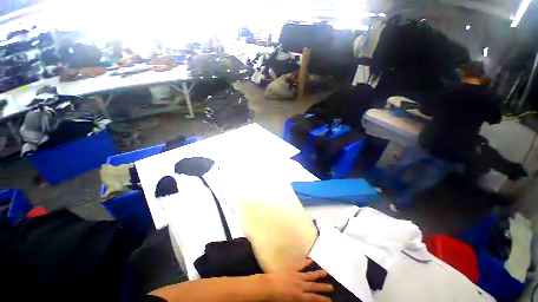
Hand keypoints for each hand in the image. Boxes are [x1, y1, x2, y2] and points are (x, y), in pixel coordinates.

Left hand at [260, 259, 332, 301]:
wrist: (268, 286)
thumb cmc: (277, 299)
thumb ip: (300, 301)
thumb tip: (308, 300)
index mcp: (300, 296)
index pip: (314, 298)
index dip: (323, 299)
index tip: (330, 300)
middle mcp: (301, 285)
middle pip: (314, 286)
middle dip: (323, 287)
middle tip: (332, 287)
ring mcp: (296, 276)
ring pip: (309, 275)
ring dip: (318, 274)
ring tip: (326, 271)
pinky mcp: (291, 269)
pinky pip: (300, 265)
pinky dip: (305, 262)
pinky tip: (310, 260)